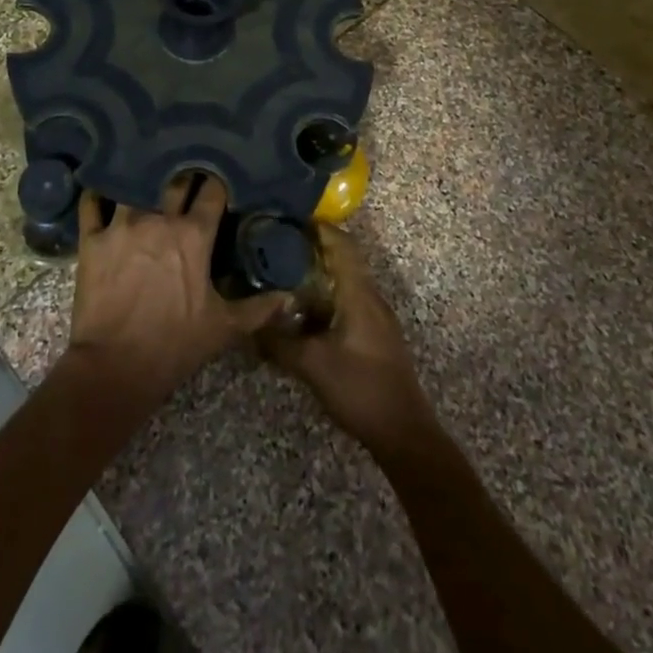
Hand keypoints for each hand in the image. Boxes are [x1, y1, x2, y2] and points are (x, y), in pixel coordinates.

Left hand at [65, 177, 289, 408]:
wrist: (115, 368)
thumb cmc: (174, 345)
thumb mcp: (223, 328)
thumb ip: (258, 308)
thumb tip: (290, 297)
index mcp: (194, 235)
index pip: (212, 191)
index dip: (217, 183)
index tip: (218, 180)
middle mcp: (159, 219)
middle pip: (174, 180)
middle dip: (183, 175)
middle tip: (185, 174)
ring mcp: (122, 225)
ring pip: (133, 185)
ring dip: (141, 180)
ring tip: (143, 173)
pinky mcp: (92, 239)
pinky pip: (91, 203)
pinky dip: (96, 194)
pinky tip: (101, 189)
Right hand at [258, 225, 437, 457]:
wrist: (403, 432)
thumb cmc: (360, 388)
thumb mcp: (312, 365)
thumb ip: (279, 342)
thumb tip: (249, 324)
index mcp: (359, 293)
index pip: (341, 244)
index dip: (318, 228)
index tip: (289, 219)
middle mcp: (370, 296)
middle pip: (343, 258)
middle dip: (313, 248)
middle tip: (279, 245)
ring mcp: (376, 316)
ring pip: (346, 281)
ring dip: (320, 273)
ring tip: (286, 273)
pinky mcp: (375, 334)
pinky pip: (349, 300)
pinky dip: (327, 294)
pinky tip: (305, 310)